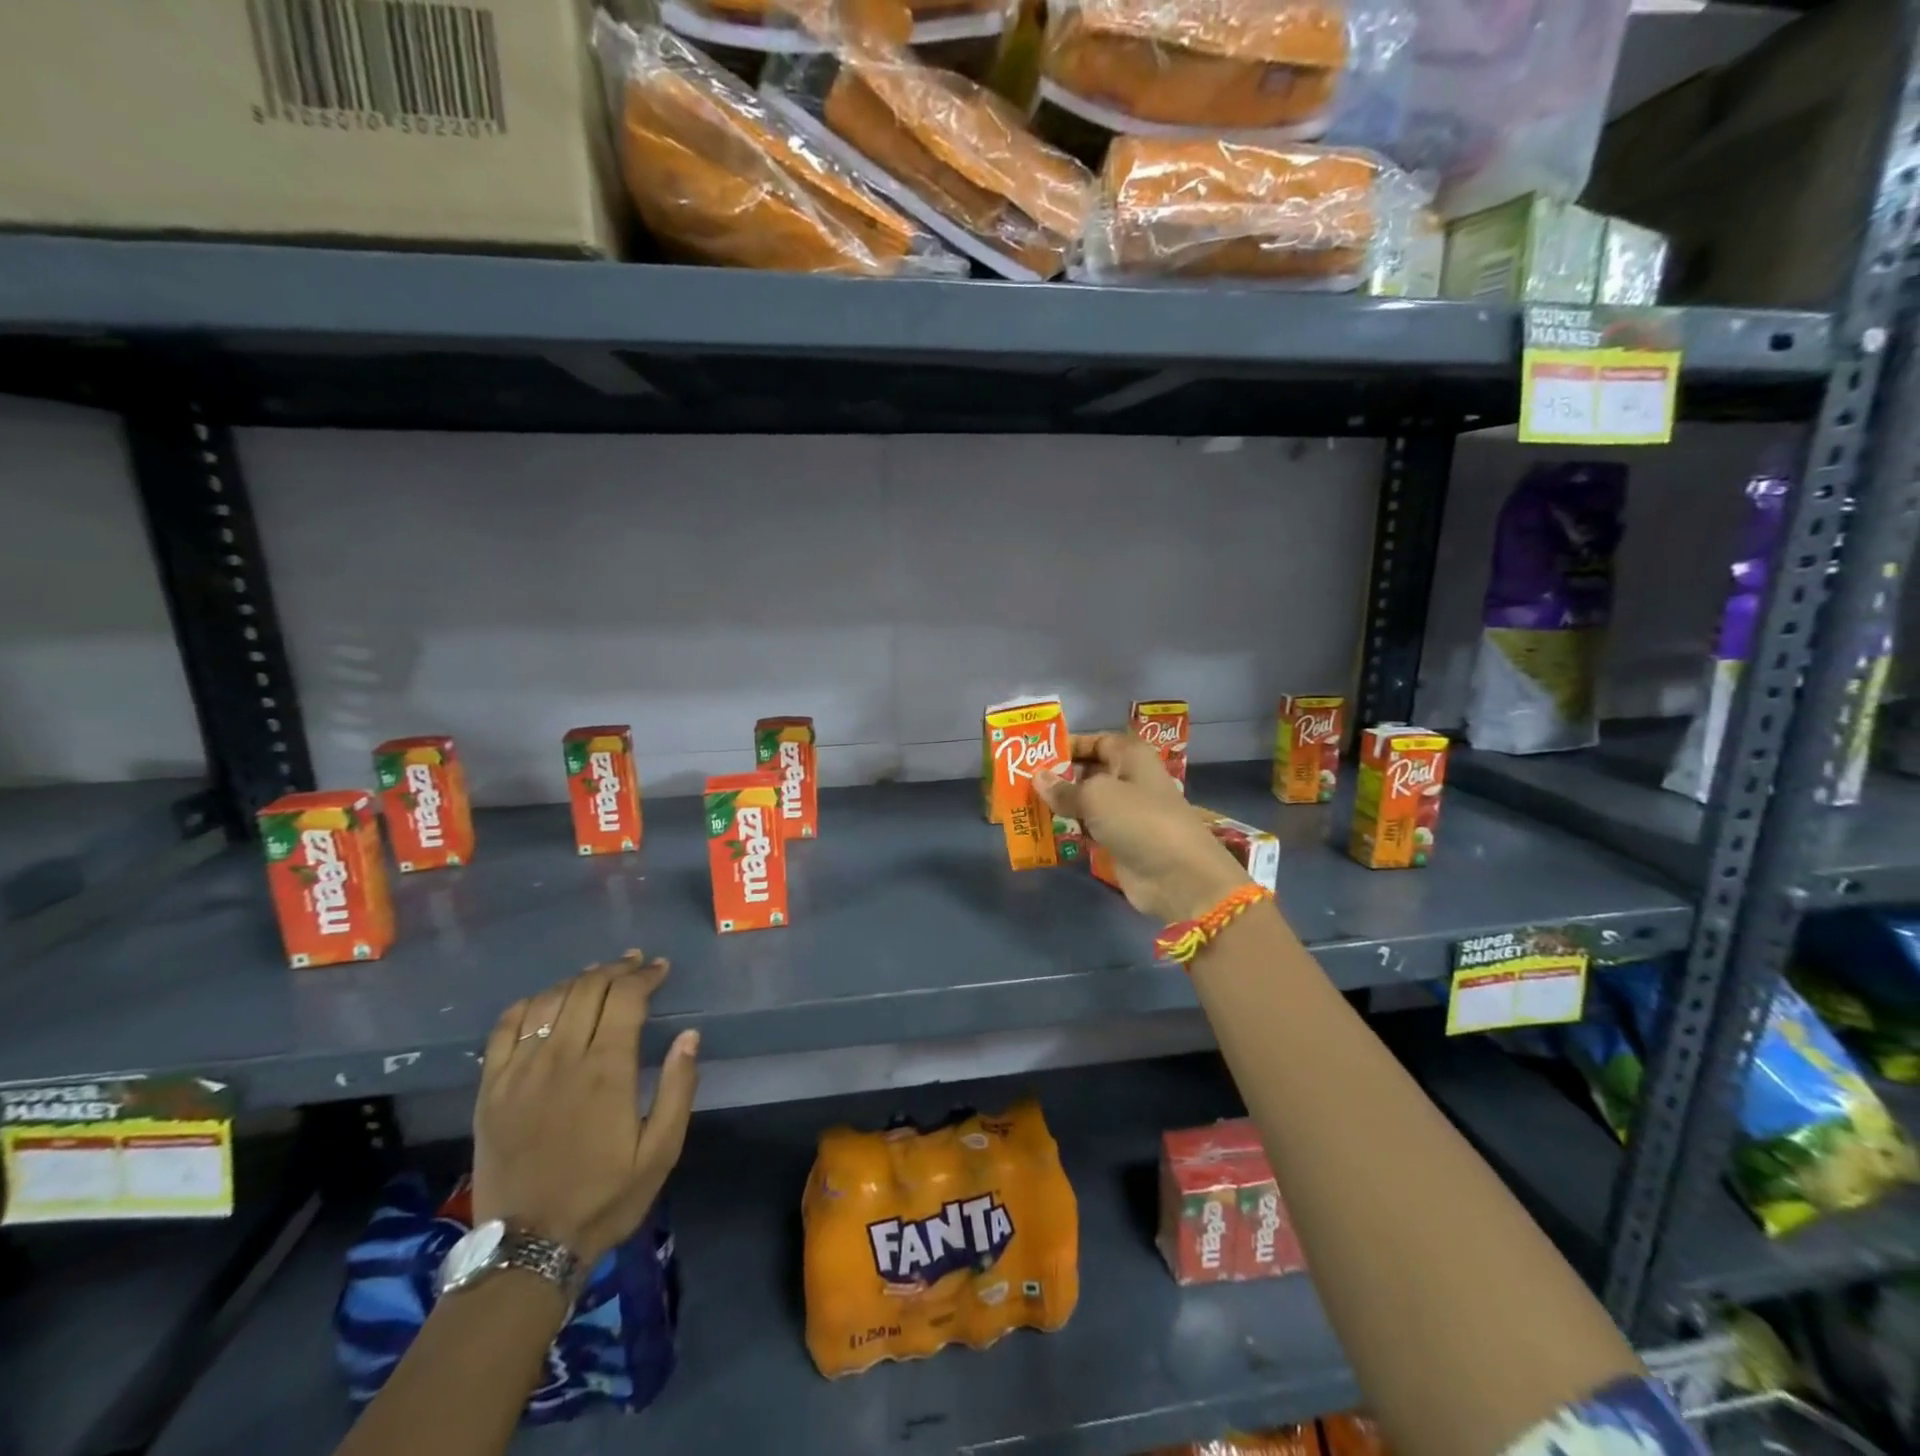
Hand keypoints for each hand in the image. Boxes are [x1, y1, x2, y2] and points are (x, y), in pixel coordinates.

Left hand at [472, 951, 698, 1265]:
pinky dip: (528, 1004)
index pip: (625, 998)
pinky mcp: (490, 1089)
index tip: (660, 968)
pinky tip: (545, 1002)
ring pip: (548, 1000)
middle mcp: (561, 1059)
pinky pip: (504, 1028)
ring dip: (577, 980)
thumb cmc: (605, 1198)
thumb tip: (689, 1035)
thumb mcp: (661, 1151)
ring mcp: (519, 1072)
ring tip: (597, 976)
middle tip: (634, 965)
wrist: (527, 1249)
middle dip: (615, 969)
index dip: (644, 975)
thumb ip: (678, 1088)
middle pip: (587, 988)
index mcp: (606, 1071)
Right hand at [1035, 732, 1248, 924]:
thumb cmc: (1139, 820)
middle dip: (1057, 776)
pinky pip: (1089, 827)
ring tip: (1024, 805)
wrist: (1178, 877)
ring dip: (1060, 804)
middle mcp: (1129, 778)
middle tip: (1020, 781)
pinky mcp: (1120, 840)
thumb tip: (1038, 778)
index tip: (1033, 754)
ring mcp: (1125, 812)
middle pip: (1088, 771)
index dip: (1067, 745)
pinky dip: (1070, 828)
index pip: (1095, 741)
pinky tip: (1043, 830)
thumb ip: (1064, 787)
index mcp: (1131, 756)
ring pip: (1086, 801)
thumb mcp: (1096, 796)